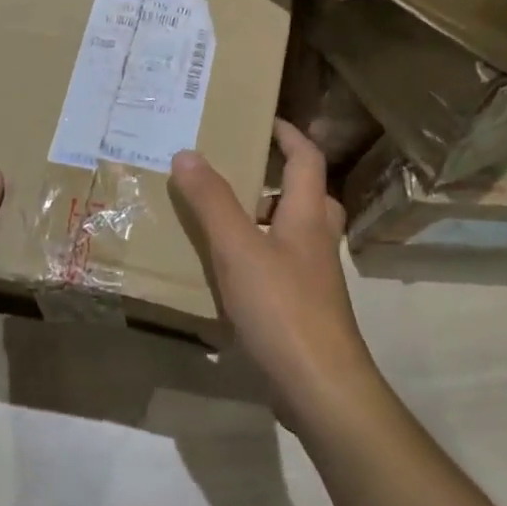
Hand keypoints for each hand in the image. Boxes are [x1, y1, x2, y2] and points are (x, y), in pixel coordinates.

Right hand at [171, 120, 383, 429]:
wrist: (318, 385)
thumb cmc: (281, 308)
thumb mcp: (237, 249)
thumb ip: (211, 202)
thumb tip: (187, 154)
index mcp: (307, 217)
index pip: (306, 160)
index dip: (289, 135)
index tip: (264, 120)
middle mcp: (317, 242)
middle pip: (307, 197)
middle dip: (279, 179)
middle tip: (240, 173)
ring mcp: (314, 280)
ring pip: (295, 235)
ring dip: (266, 220)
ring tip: (223, 220)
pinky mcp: (303, 310)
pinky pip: (282, 268)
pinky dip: (259, 258)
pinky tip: (227, 274)